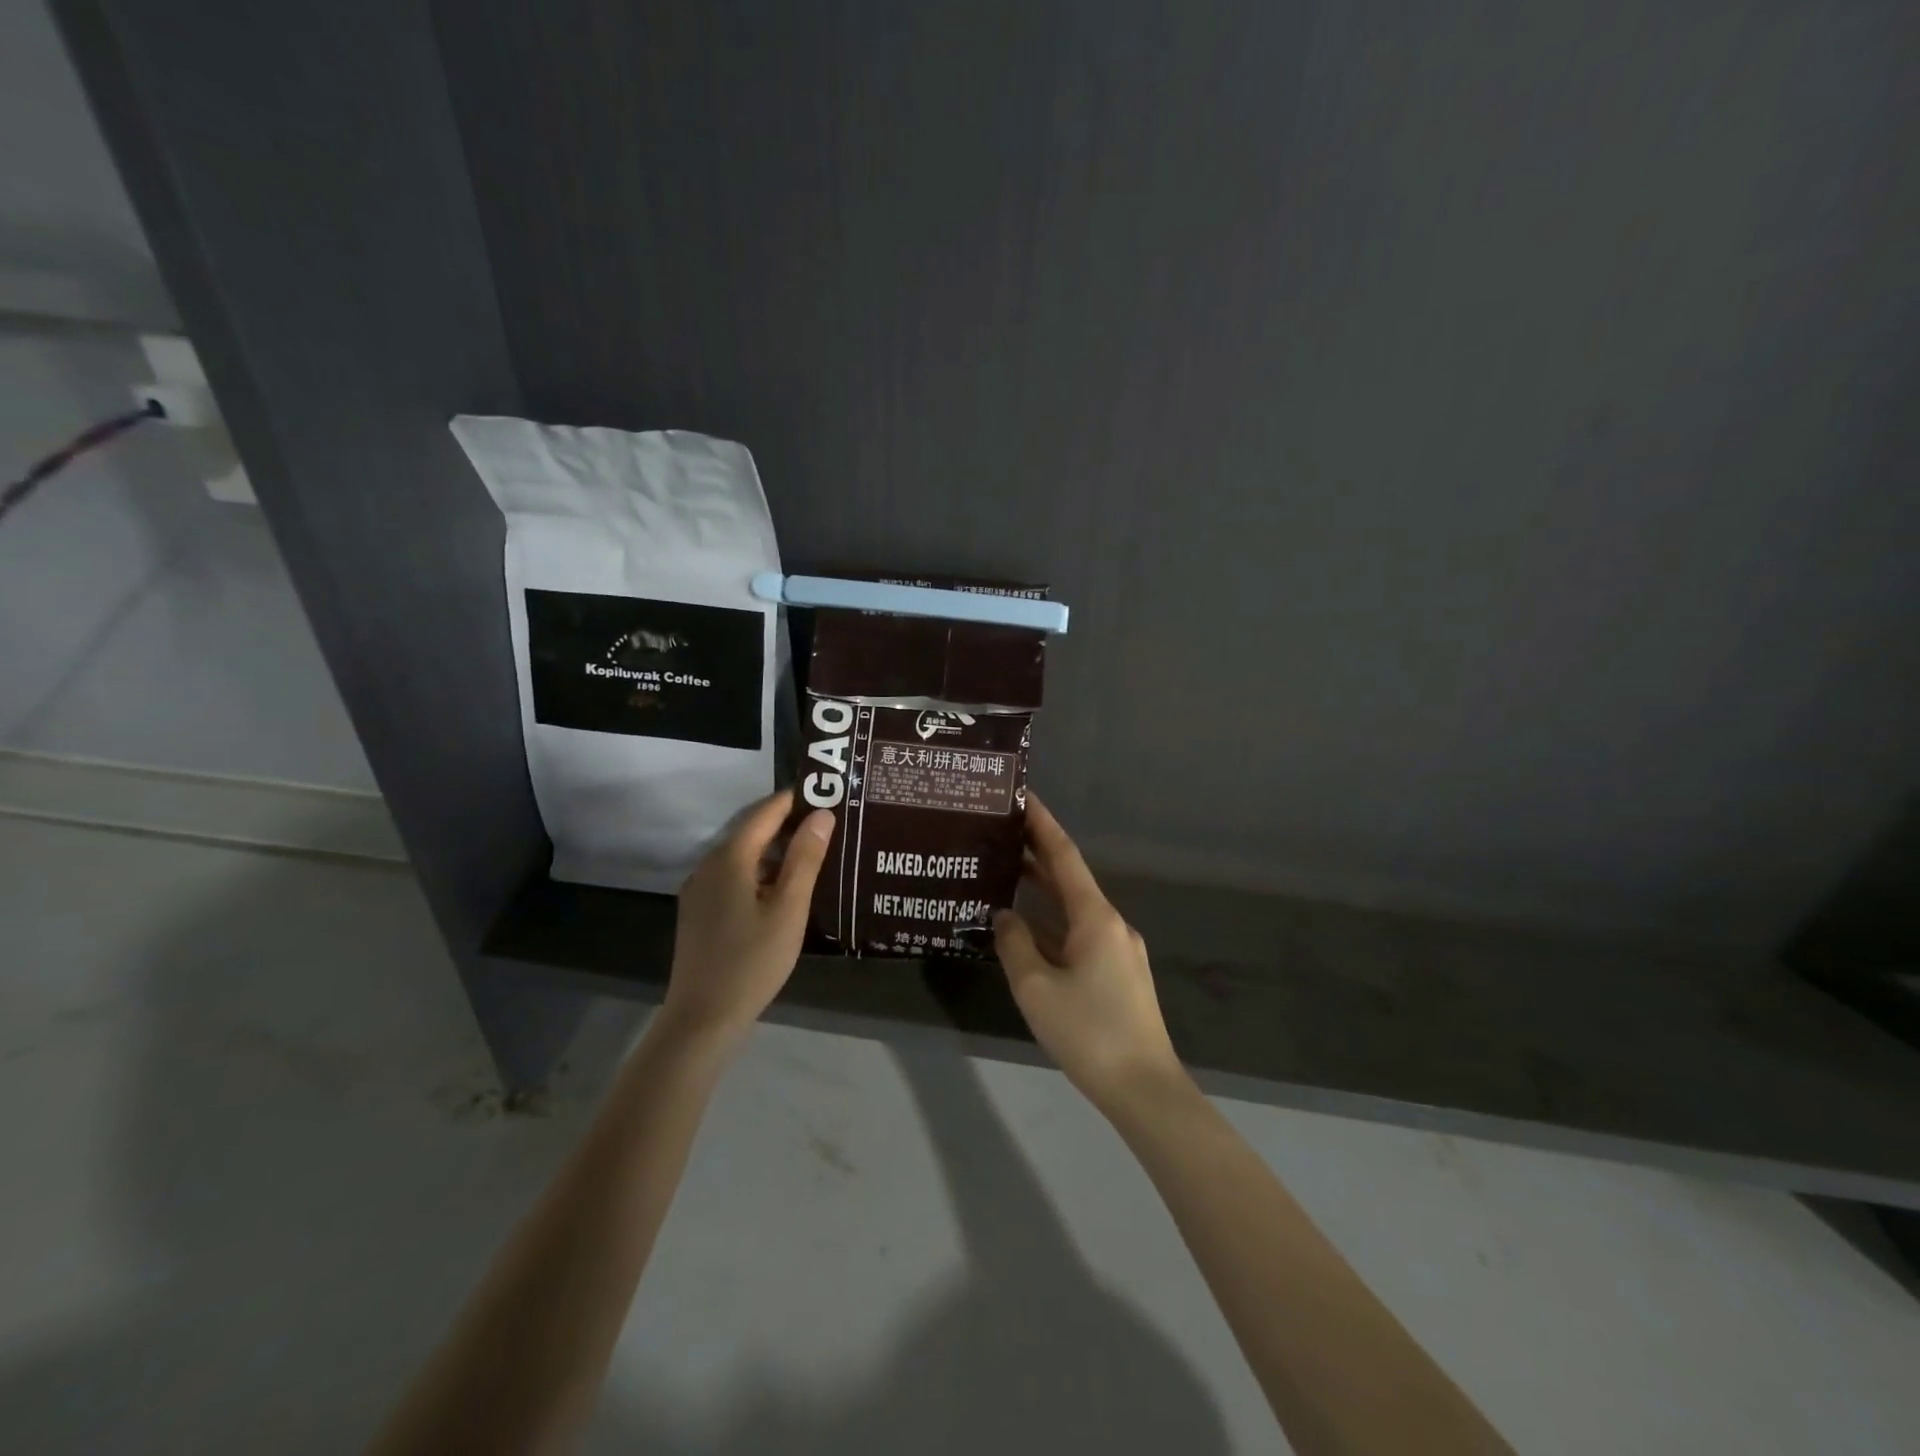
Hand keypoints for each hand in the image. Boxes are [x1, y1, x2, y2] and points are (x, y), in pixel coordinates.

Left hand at [658, 789, 834, 1050]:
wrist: (702, 1018)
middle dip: (789, 824)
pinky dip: (761, 871)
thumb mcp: (789, 909)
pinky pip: (734, 876)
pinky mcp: (700, 911)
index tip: (828, 793)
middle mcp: (709, 864)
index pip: (765, 812)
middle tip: (830, 824)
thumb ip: (806, 858)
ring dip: (777, 850)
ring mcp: (701, 889)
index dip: (796, 799)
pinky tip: (784, 889)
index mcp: (730, 858)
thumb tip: (823, 815)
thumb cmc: (752, 961)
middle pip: (752, 831)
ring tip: (815, 853)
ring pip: (744, 855)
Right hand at [994, 793, 1187, 1113]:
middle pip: (1069, 879)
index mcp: (1095, 917)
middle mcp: (1110, 924)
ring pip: (1072, 909)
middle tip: (1001, 832)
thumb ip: (1015, 944)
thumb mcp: (1036, 988)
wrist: (1144, 1088)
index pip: (1064, 856)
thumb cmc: (1089, 1032)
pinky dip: (1051, 925)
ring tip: (1005, 873)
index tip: (1023, 797)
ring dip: (1042, 892)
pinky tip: (1025, 930)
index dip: (1043, 824)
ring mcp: (1117, 950)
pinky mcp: (1116, 974)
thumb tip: (1004, 916)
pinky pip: (1078, 936)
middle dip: (1038, 854)